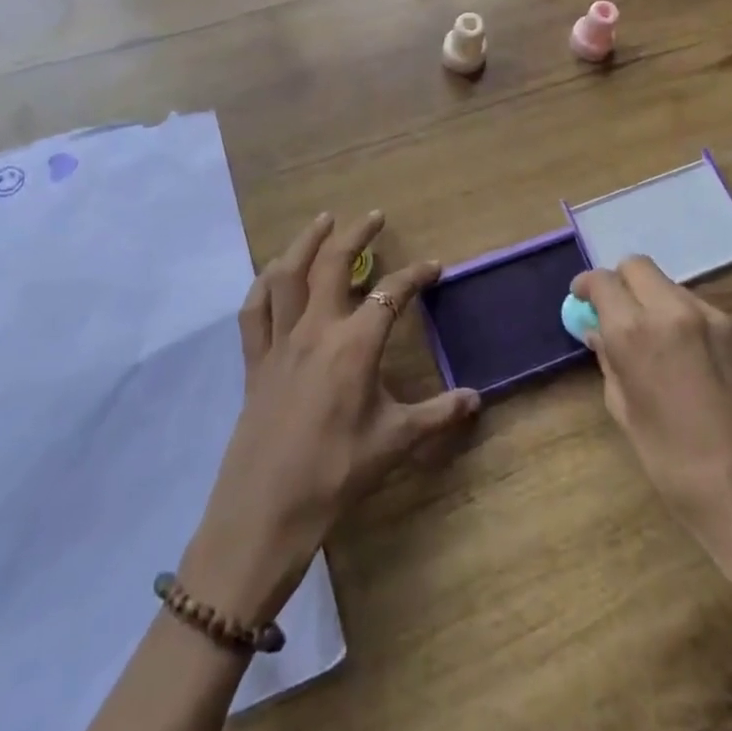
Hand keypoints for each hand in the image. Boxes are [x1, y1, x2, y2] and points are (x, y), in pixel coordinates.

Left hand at [178, 213, 480, 624]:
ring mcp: (280, 342)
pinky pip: (254, 311)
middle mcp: (316, 329)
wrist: (265, 513)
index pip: (391, 294)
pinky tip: (272, 272)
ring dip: (306, 242)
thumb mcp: (395, 443)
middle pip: (333, 265)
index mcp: (354, 345)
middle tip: (374, 217)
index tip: (435, 267)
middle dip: (357, 235)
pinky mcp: (254, 361)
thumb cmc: (336, 474)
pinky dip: (263, 284)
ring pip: (287, 275)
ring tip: (323, 221)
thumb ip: (437, 415)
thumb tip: (477, 399)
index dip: (416, 276)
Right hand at [572, 257, 731, 605]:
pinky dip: (679, 316)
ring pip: (668, 285)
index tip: (581, 302)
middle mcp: (673, 311)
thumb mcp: (628, 415)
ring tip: (652, 340)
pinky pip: (696, 306)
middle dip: (619, 283)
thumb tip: (599, 333)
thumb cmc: (679, 468)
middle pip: (637, 266)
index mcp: (636, 333)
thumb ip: (610, 363)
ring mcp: (712, 318)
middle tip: (614, 314)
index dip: (587, 287)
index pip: (603, 281)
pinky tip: (684, 356)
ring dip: (651, 299)